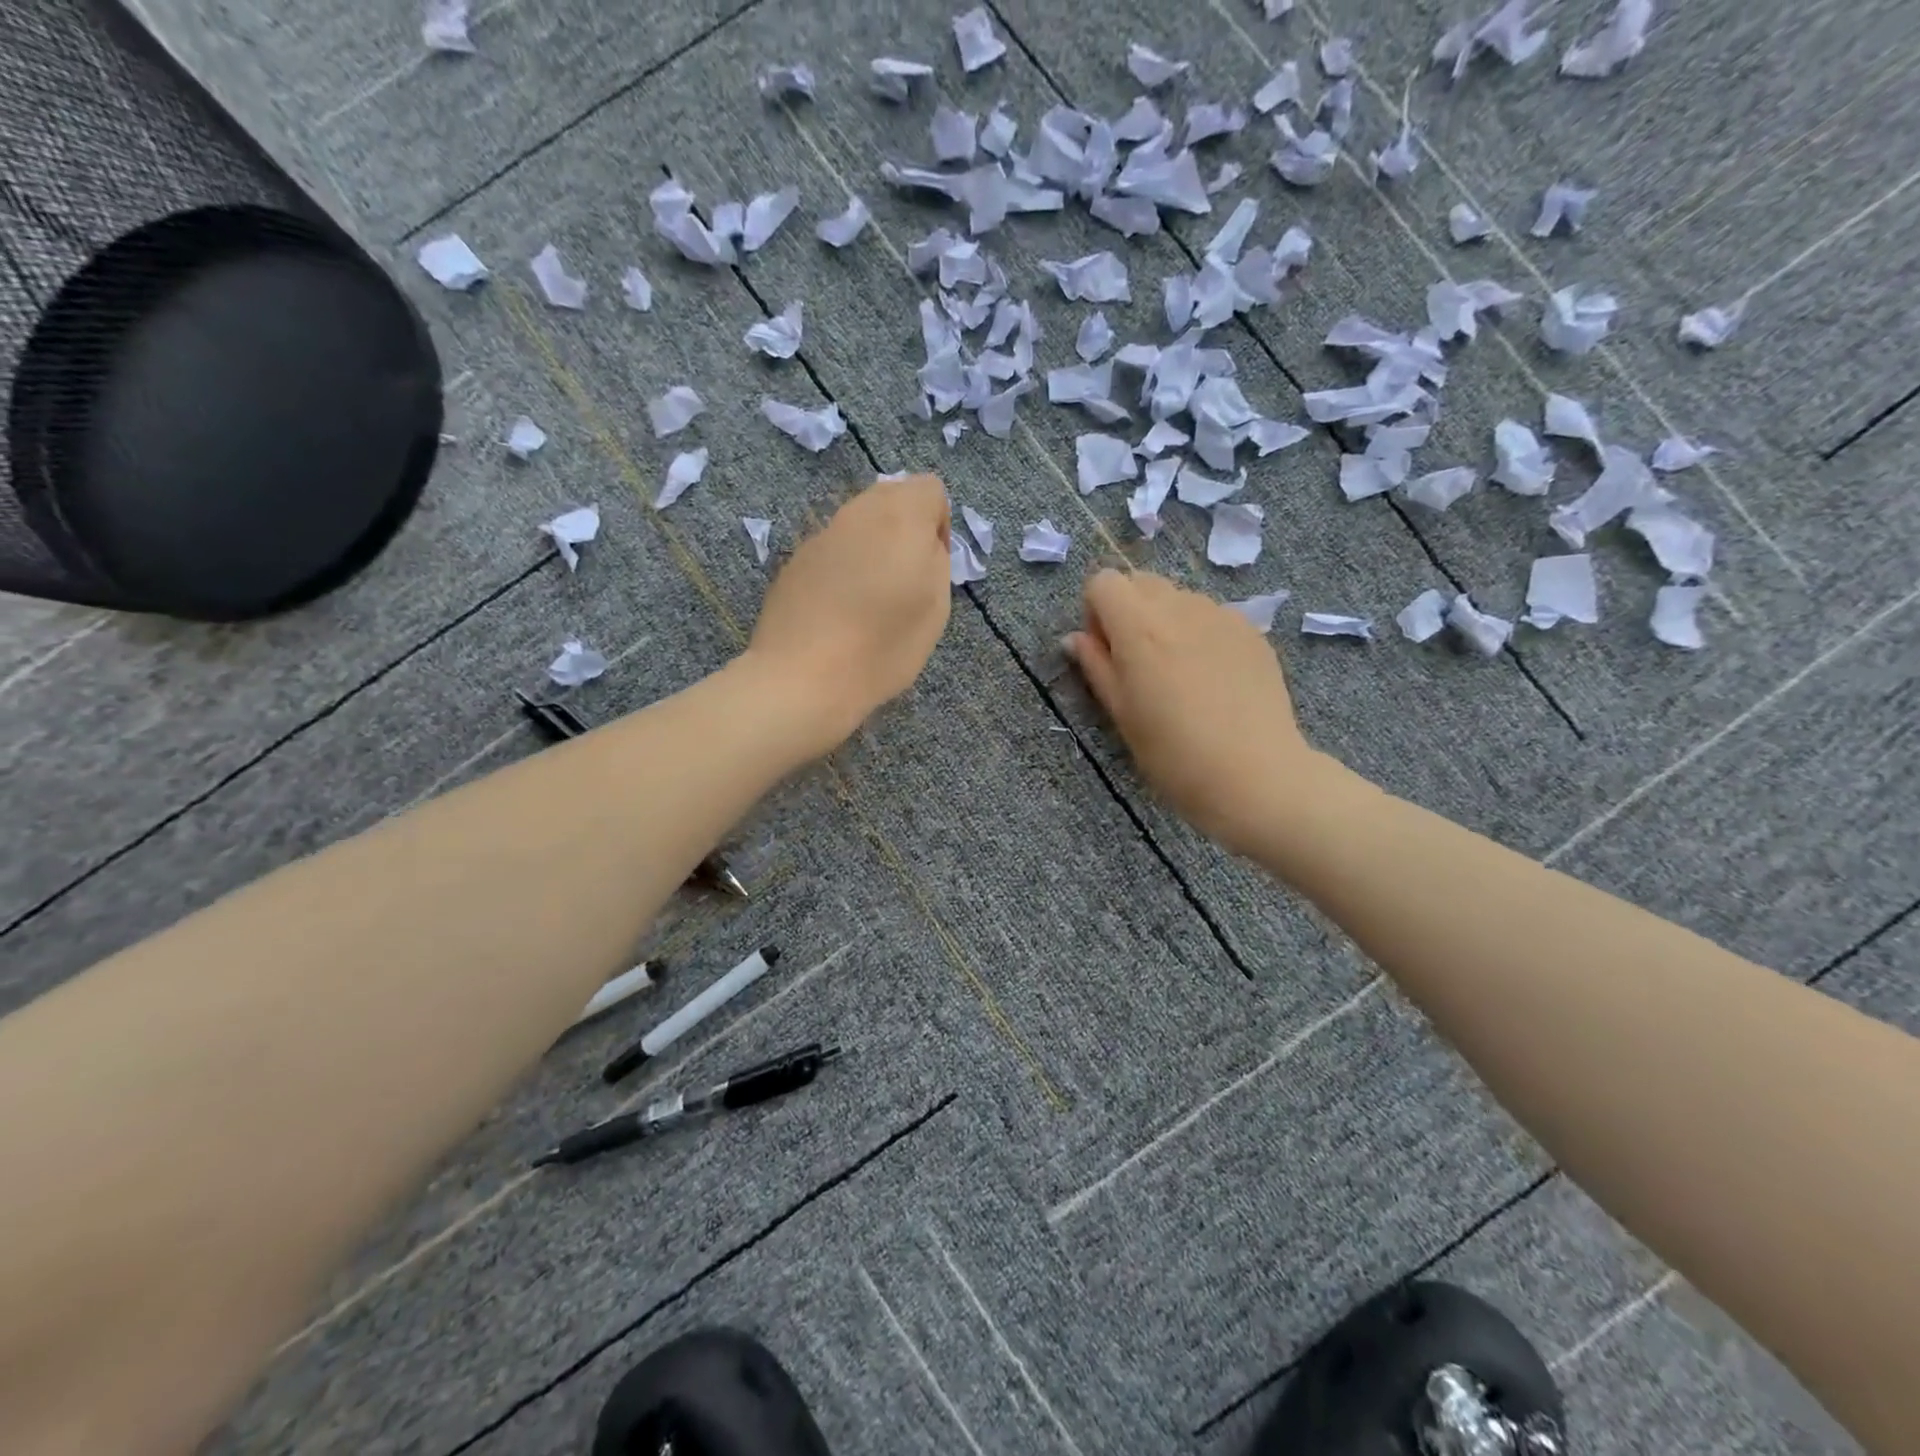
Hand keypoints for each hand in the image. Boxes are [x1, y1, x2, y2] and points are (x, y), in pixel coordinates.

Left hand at [745, 474, 951, 752]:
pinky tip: (839, 613)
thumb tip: (923, 544)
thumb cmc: (883, 647)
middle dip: (905, 532)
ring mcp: (820, 535)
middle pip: (891, 499)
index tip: (931, 567)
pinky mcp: (794, 561)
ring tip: (871, 601)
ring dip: (873, 549)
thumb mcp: (936, 608)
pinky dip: (843, 569)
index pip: (929, 489)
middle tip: (905, 583)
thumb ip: (936, 561)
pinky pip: (832, 551)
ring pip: (858, 524)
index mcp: (898, 517)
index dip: (939, 525)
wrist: (803, 678)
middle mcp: (856, 513)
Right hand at [1065, 569, 1321, 856]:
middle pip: (1141, 582)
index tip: (1107, 652)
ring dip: (1166, 622)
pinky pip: (1212, 617)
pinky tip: (1212, 680)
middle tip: (1138, 663)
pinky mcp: (1252, 631)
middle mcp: (1179, 607)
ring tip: (1179, 674)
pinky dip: (1200, 634)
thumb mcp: (1120, 713)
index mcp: (1138, 626)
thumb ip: (1095, 665)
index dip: (1096, 612)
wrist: (1253, 774)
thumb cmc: (1173, 752)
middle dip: (1129, 611)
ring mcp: (1221, 615)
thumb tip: (1076, 639)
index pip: (1103, 581)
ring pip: (1179, 598)